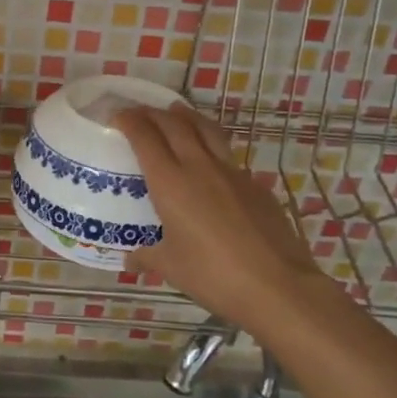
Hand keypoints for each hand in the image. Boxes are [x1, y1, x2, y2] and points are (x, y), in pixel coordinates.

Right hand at [116, 103, 330, 339]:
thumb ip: (148, 257)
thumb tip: (131, 259)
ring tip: (176, 112)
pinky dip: (212, 146)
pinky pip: (228, 155)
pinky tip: (211, 162)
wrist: (278, 285)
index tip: (117, 116)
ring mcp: (232, 173)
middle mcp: (199, 167)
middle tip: (140, 112)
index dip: (129, 121)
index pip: (145, 137)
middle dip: (153, 113)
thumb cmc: (214, 275)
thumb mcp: (172, 268)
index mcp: (170, 183)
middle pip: (174, 124)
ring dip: (186, 116)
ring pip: (206, 129)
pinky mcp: (256, 184)